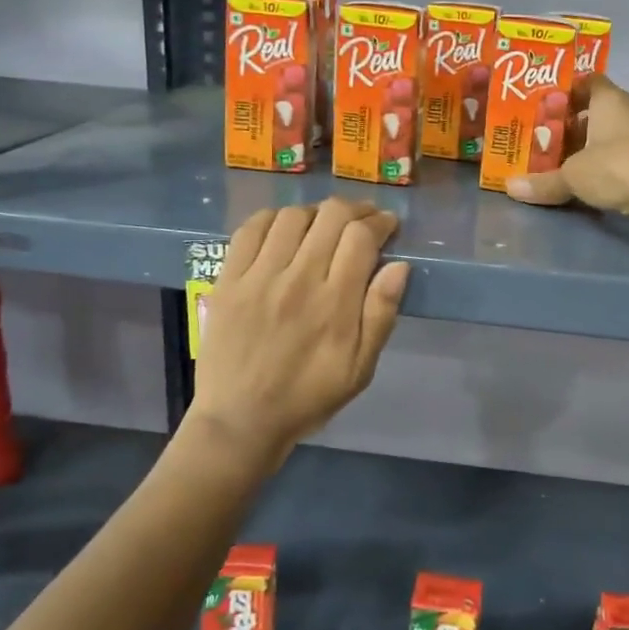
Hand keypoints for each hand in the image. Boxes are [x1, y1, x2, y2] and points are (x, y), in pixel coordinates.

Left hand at [192, 199, 410, 456]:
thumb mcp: (360, 368)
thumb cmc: (308, 396)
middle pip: (331, 217)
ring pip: (293, 216)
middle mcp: (298, 280)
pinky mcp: (228, 279)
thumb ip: (381, 315)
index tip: (388, 225)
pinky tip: (284, 229)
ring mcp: (259, 277)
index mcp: (335, 304)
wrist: (240, 420)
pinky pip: (251, 229)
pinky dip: (273, 218)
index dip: (380, 221)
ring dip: (316, 213)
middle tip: (363, 220)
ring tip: (324, 225)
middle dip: (356, 209)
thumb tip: (399, 266)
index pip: (361, 237)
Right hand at [504, 77, 628, 233]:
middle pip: (598, 111)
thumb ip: (543, 181)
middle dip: (573, 123)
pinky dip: (606, 167)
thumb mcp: (572, 175)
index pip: (589, 81)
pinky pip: (623, 158)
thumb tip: (509, 187)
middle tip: (544, 137)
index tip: (544, 104)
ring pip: (611, 136)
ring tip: (561, 162)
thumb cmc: (617, 167)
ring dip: (590, 147)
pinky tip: (588, 182)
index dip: (567, 90)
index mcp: (610, 100)